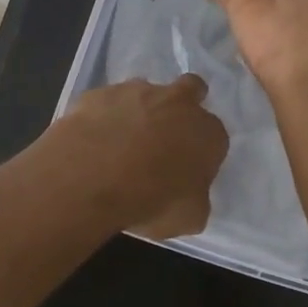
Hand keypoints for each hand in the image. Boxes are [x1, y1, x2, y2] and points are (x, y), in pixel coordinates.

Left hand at [49, 75, 227, 239]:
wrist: (93, 177)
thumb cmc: (153, 201)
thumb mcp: (189, 217)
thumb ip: (195, 198)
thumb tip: (189, 194)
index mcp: (207, 132)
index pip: (215, 135)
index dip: (202, 150)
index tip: (188, 167)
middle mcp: (177, 102)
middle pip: (190, 89)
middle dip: (182, 104)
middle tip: (165, 133)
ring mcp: (135, 91)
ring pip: (144, 93)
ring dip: (138, 110)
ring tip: (119, 142)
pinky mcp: (99, 93)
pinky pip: (106, 102)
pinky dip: (103, 116)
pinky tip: (92, 139)